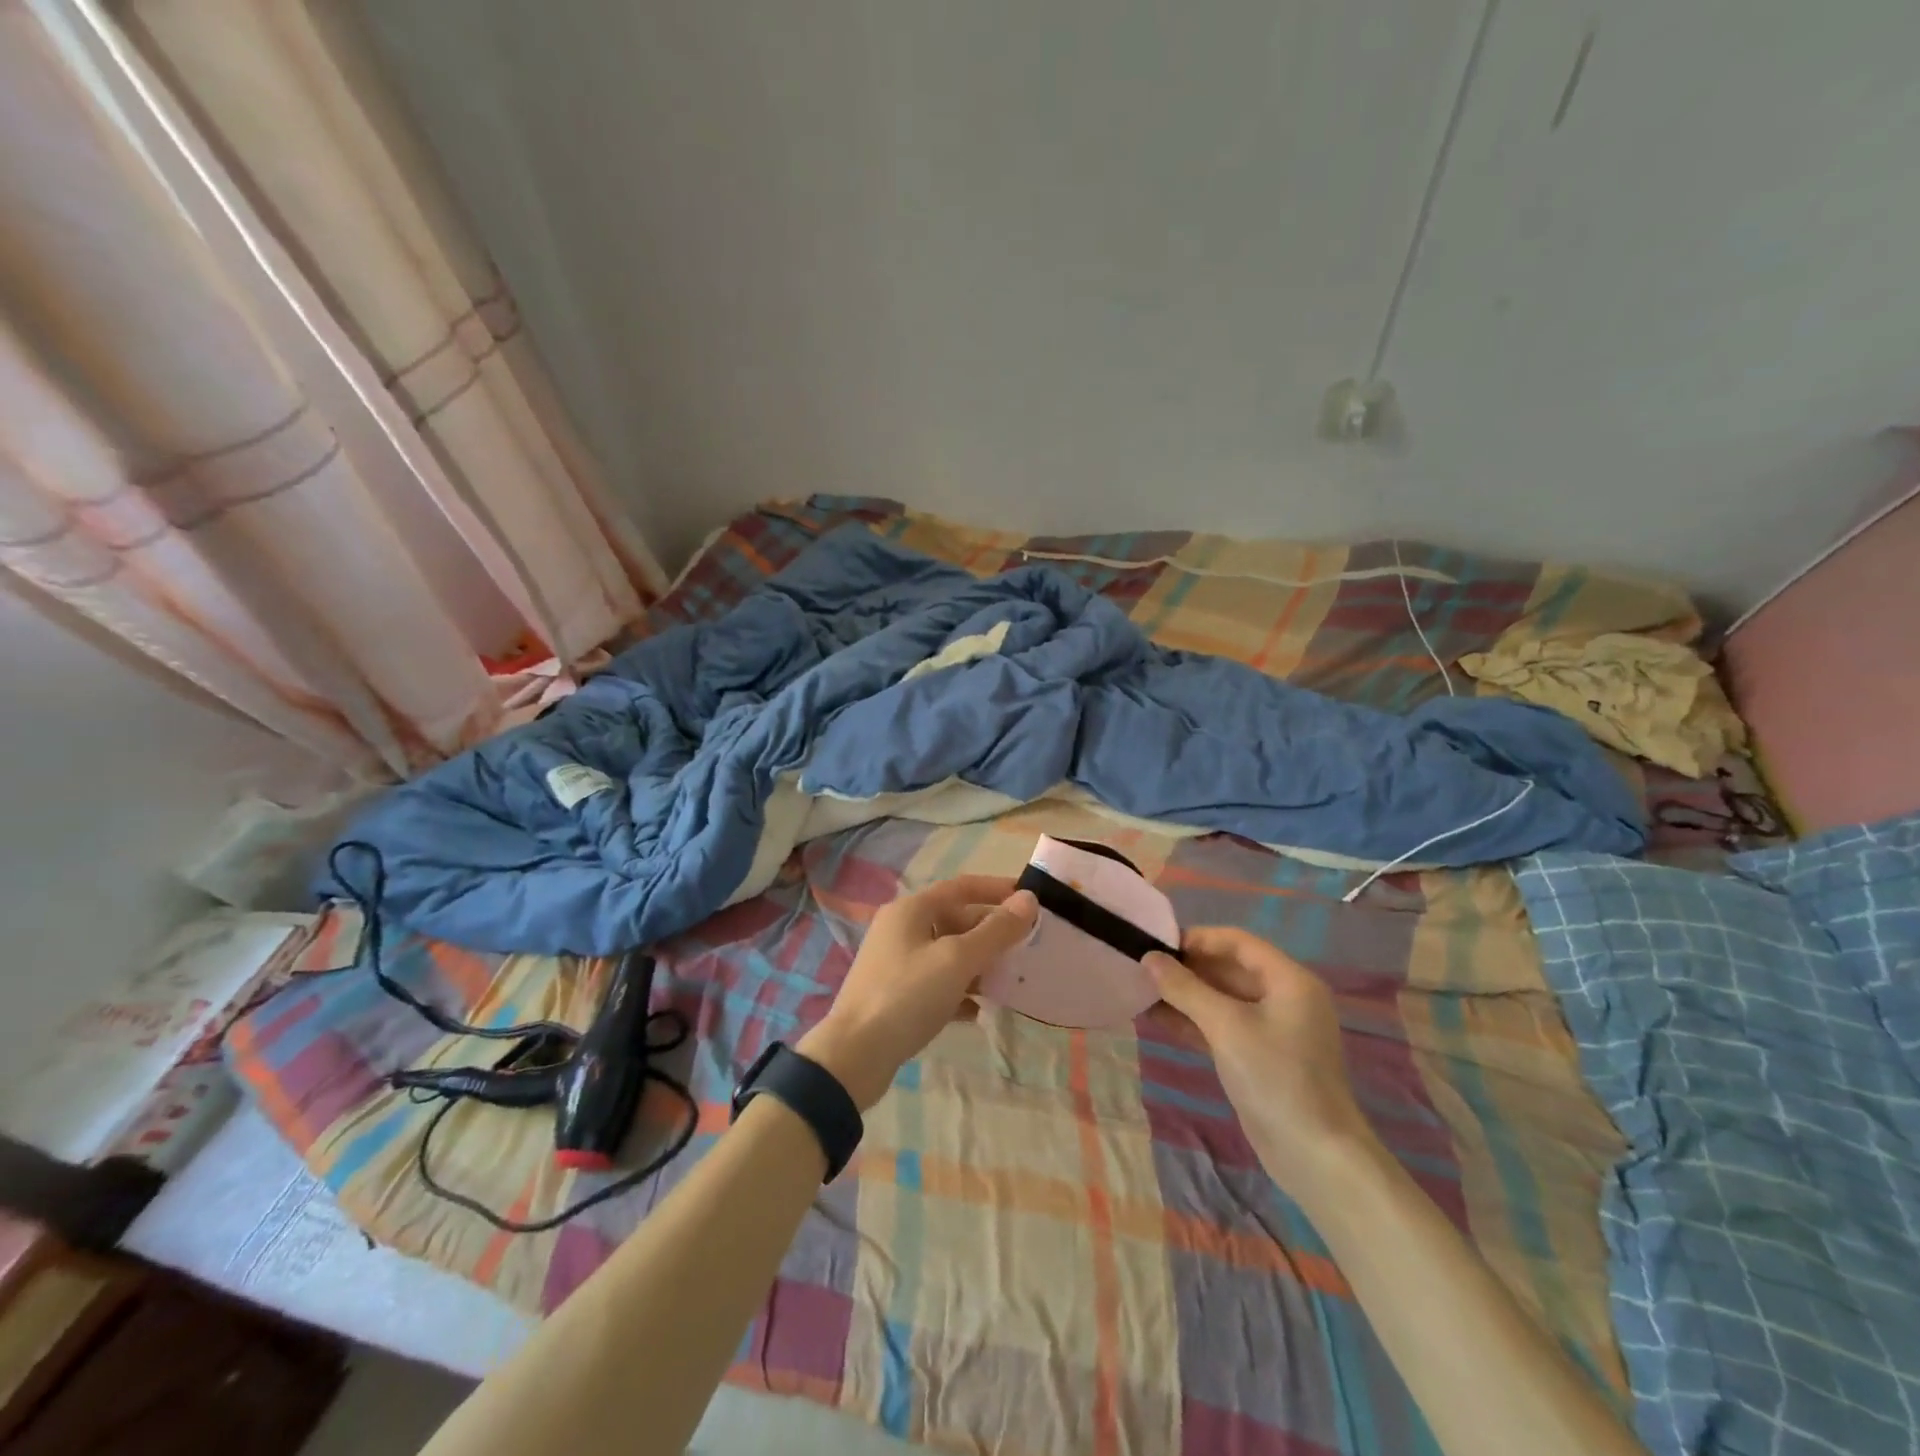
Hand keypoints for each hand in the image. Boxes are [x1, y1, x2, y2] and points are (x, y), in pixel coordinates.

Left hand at [798, 876, 1038, 1110]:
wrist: (855, 1055)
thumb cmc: (908, 995)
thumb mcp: (958, 960)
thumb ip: (995, 931)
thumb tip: (1029, 899)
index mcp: (911, 909)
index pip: (961, 888)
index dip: (997, 890)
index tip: (1030, 899)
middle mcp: (900, 929)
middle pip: (954, 920)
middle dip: (990, 933)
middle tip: (1025, 947)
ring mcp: (895, 963)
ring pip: (946, 954)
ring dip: (978, 964)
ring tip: (1009, 981)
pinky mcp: (895, 995)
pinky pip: (936, 984)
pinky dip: (959, 992)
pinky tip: (978, 1011)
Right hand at [1145, 928, 1376, 1191]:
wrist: (1315, 1156)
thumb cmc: (1275, 1077)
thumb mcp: (1225, 1026)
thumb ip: (1185, 988)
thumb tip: (1149, 958)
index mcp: (1289, 980)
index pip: (1237, 942)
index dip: (1197, 938)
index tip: (1157, 943)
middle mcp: (1284, 998)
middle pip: (1229, 968)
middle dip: (1187, 968)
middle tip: (1143, 967)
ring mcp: (1273, 1029)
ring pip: (1222, 999)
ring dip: (1185, 995)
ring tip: (1141, 991)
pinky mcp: (1260, 1056)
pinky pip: (1222, 1026)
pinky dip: (1193, 1021)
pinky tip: (1157, 1019)